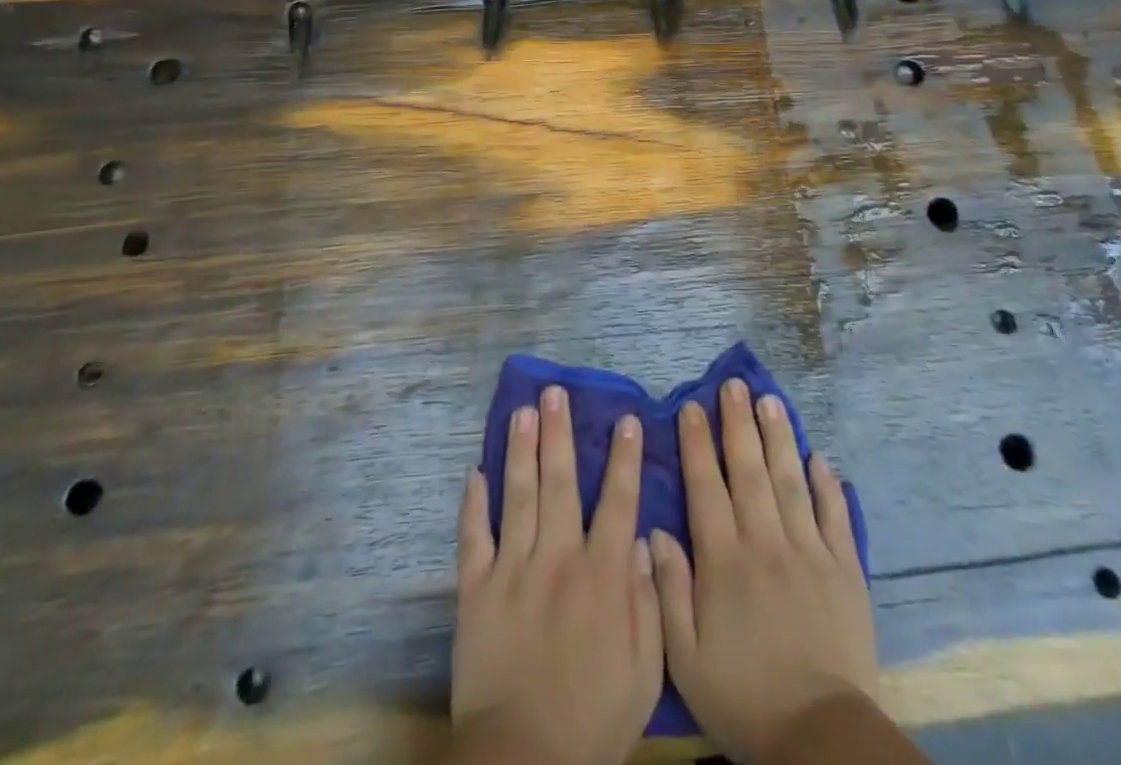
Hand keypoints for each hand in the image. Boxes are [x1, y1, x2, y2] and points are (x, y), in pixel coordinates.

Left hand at [451, 386, 662, 764]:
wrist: (524, 763)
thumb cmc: (593, 720)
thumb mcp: (644, 671)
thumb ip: (648, 602)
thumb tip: (640, 542)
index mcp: (601, 576)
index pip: (618, 501)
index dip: (624, 458)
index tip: (626, 419)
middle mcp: (557, 559)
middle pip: (560, 482)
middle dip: (559, 433)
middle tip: (556, 393)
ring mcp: (512, 570)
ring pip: (517, 495)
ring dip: (521, 449)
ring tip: (522, 411)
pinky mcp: (475, 590)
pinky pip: (473, 537)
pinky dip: (473, 503)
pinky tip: (475, 471)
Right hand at [650, 379, 878, 762]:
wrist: (819, 739)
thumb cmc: (743, 697)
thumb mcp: (685, 658)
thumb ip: (668, 591)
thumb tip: (654, 531)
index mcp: (724, 561)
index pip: (707, 487)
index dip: (697, 443)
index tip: (692, 407)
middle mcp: (765, 543)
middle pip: (749, 470)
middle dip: (738, 423)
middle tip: (734, 384)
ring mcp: (809, 552)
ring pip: (790, 480)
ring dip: (779, 437)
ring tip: (770, 400)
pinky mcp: (845, 569)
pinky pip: (835, 516)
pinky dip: (828, 483)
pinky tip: (820, 456)